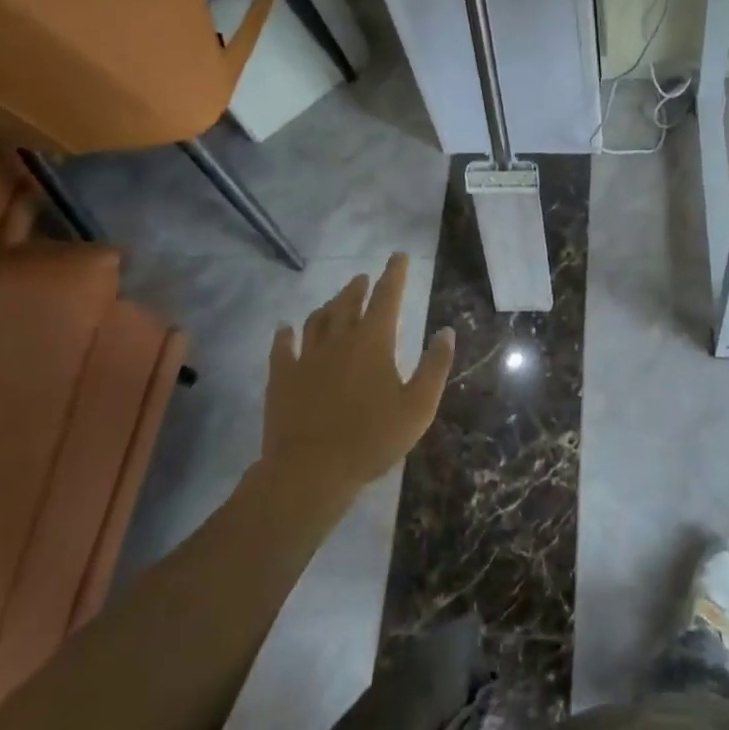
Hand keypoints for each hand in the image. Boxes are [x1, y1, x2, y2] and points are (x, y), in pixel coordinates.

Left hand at [259, 253, 453, 493]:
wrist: (310, 472)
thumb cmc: (372, 439)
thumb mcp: (418, 407)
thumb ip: (434, 366)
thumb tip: (446, 331)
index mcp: (374, 342)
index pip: (387, 297)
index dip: (395, 274)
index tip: (399, 257)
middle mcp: (339, 340)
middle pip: (349, 303)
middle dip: (360, 287)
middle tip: (365, 278)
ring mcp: (307, 358)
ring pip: (317, 320)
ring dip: (329, 305)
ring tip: (335, 300)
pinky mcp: (282, 379)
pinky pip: (282, 348)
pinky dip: (285, 334)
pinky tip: (285, 328)